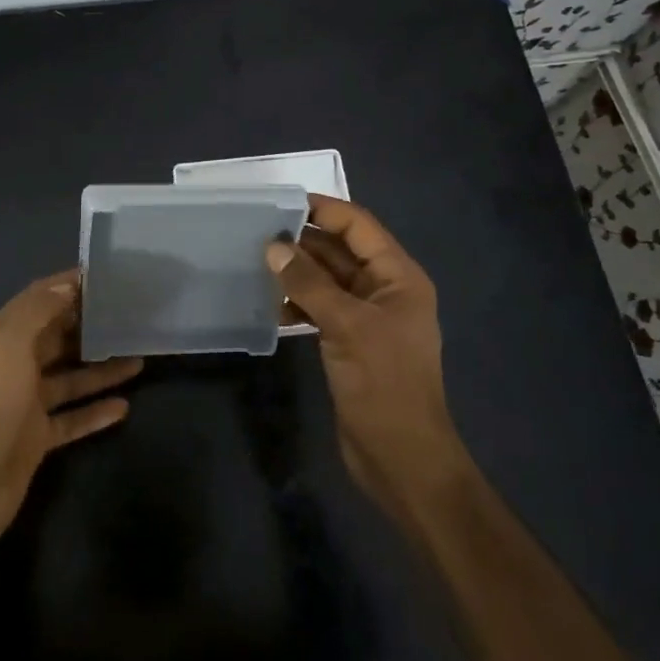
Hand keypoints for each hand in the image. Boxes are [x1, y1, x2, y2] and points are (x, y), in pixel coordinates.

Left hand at [0, 272, 141, 543]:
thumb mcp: (7, 344)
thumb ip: (38, 311)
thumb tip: (68, 286)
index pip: (36, 301)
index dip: (67, 286)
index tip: (105, 276)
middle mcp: (11, 365)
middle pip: (55, 338)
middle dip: (89, 326)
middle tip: (131, 316)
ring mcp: (24, 404)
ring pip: (70, 379)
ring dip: (101, 369)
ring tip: (140, 358)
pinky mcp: (37, 440)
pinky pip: (72, 419)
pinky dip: (96, 412)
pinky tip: (125, 406)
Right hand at [265, 195, 464, 512]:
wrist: (401, 458)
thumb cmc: (383, 383)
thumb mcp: (346, 326)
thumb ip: (309, 283)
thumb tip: (274, 246)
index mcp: (398, 277)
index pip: (359, 226)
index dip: (324, 210)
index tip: (281, 202)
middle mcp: (385, 290)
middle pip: (341, 251)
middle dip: (304, 242)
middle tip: (258, 234)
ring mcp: (367, 318)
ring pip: (328, 280)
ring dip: (298, 274)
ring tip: (259, 267)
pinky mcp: (350, 342)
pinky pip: (322, 309)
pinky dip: (299, 305)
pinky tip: (273, 309)